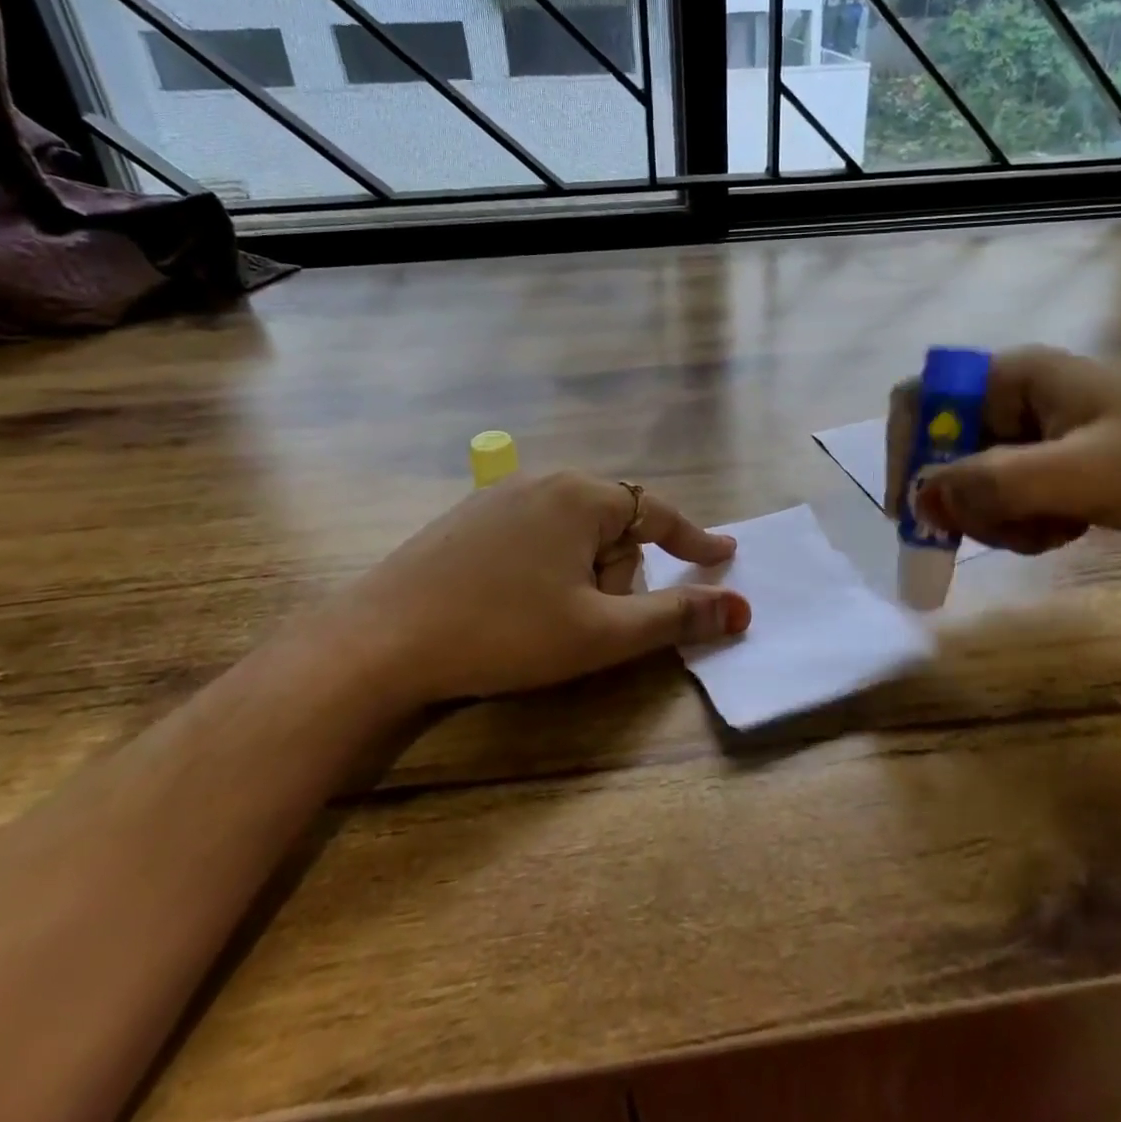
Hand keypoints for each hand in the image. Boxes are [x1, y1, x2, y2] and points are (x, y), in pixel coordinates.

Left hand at [312, 472, 750, 705]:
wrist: (380, 641)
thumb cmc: (504, 632)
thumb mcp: (601, 633)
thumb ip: (675, 617)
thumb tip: (741, 608)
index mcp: (581, 496)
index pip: (659, 513)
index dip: (695, 540)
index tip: (723, 555)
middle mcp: (544, 480)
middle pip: (613, 527)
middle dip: (616, 576)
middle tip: (587, 623)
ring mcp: (500, 496)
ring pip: (572, 535)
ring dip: (580, 577)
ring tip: (544, 620)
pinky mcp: (468, 519)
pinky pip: (533, 537)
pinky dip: (545, 569)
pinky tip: (512, 604)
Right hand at [885, 346, 1120, 555]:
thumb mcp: (1080, 476)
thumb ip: (994, 484)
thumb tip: (920, 499)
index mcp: (1016, 376)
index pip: (923, 398)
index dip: (907, 448)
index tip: (915, 508)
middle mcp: (1015, 397)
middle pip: (945, 447)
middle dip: (964, 497)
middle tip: (995, 533)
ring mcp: (1033, 432)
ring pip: (972, 480)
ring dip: (995, 518)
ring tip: (1047, 533)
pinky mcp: (1050, 463)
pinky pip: (1004, 496)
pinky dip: (1019, 523)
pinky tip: (1062, 531)